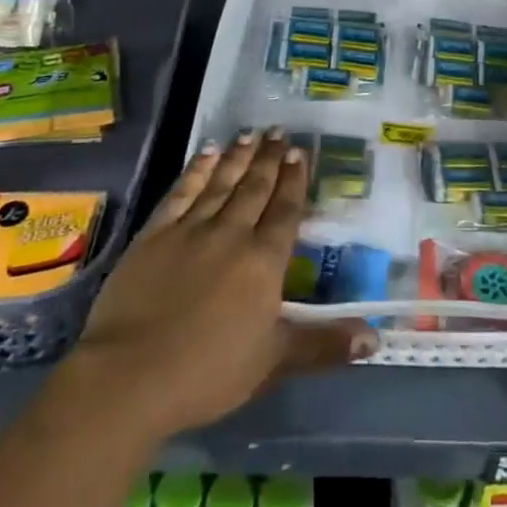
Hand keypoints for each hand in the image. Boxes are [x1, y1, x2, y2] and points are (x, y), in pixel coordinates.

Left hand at [73, 130, 375, 439]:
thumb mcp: (274, 362)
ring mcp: (191, 230)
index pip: (285, 211)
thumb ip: (323, 344)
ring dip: (238, 157)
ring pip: (221, 183)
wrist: (130, 376)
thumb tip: (376, 339)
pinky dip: (197, 170)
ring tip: (250, 134)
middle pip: (255, 188)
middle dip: (269, 159)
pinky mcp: (155, 234)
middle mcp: (232, 233)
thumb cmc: (208, 373)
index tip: (299, 152)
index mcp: (263, 261)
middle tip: (278, 131)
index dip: (293, 180)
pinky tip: (207, 153)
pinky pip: (182, 192)